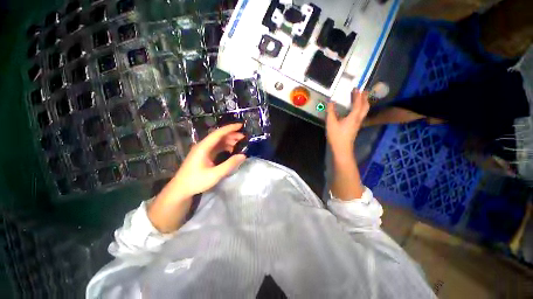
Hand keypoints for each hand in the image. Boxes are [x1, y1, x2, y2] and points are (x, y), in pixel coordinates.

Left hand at [149, 124, 245, 232]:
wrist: (181, 189)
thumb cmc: (196, 181)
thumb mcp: (215, 174)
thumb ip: (230, 164)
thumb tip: (243, 155)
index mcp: (203, 147)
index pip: (218, 133)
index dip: (230, 128)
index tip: (241, 125)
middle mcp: (203, 146)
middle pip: (218, 136)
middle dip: (231, 134)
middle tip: (243, 137)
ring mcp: (203, 150)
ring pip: (218, 141)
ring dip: (229, 140)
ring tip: (240, 142)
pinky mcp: (204, 155)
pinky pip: (216, 147)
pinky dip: (225, 146)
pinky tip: (231, 149)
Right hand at [326, 89, 369, 156]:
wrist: (342, 148)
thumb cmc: (336, 135)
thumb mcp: (331, 123)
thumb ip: (330, 111)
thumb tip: (330, 102)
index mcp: (353, 117)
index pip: (358, 104)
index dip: (358, 95)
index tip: (356, 88)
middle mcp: (358, 119)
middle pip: (365, 107)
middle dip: (365, 98)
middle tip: (363, 91)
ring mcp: (357, 124)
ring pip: (364, 111)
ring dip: (364, 103)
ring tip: (361, 98)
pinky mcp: (355, 127)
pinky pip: (361, 115)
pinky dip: (360, 109)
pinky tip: (355, 110)